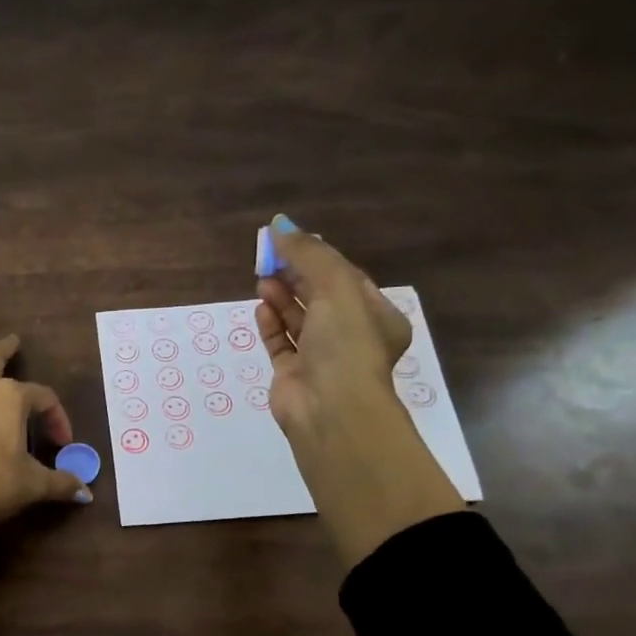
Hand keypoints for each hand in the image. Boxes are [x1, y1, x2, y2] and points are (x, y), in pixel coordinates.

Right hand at [256, 216, 463, 570]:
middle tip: (268, 257)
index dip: (317, 258)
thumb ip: (308, 255)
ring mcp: (320, 358)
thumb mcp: (336, 288)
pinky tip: (260, 309)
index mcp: (375, 316)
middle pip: (319, 296)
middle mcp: (350, 337)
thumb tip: (280, 225)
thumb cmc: (345, 345)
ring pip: (298, 320)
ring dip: (281, 297)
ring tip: (262, 280)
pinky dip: (271, 325)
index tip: (288, 242)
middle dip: (295, 276)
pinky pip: (280, 343)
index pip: (345, 278)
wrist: (331, 410)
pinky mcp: (293, 375)